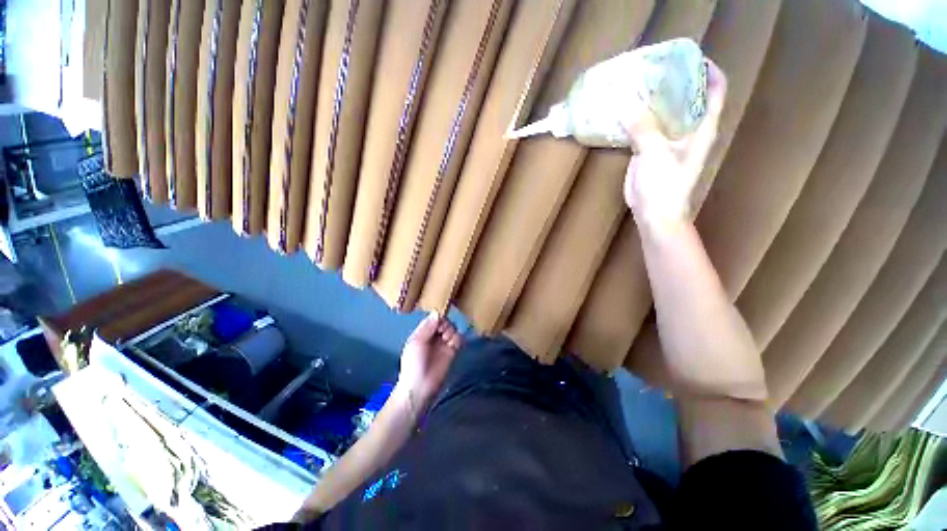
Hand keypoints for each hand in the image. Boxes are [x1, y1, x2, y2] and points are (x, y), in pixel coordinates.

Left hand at [396, 312, 462, 412]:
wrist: (420, 387)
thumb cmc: (413, 363)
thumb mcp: (416, 342)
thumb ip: (427, 327)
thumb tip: (437, 312)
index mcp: (423, 332)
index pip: (433, 318)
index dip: (438, 317)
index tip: (438, 322)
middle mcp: (434, 336)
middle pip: (445, 322)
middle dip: (445, 324)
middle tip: (442, 332)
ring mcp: (443, 344)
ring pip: (452, 329)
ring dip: (451, 331)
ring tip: (446, 339)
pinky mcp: (452, 352)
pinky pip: (459, 339)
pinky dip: (457, 338)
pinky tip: (452, 344)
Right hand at [623, 59, 726, 228]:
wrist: (654, 213)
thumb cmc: (664, 185)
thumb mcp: (655, 153)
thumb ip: (643, 128)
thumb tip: (626, 105)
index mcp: (702, 128)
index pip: (714, 91)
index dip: (707, 71)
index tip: (689, 58)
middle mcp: (689, 130)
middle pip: (687, 98)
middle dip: (673, 82)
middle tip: (654, 69)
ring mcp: (668, 141)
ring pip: (664, 113)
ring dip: (652, 101)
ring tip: (637, 86)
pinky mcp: (651, 151)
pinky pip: (646, 128)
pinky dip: (638, 119)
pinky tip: (626, 112)